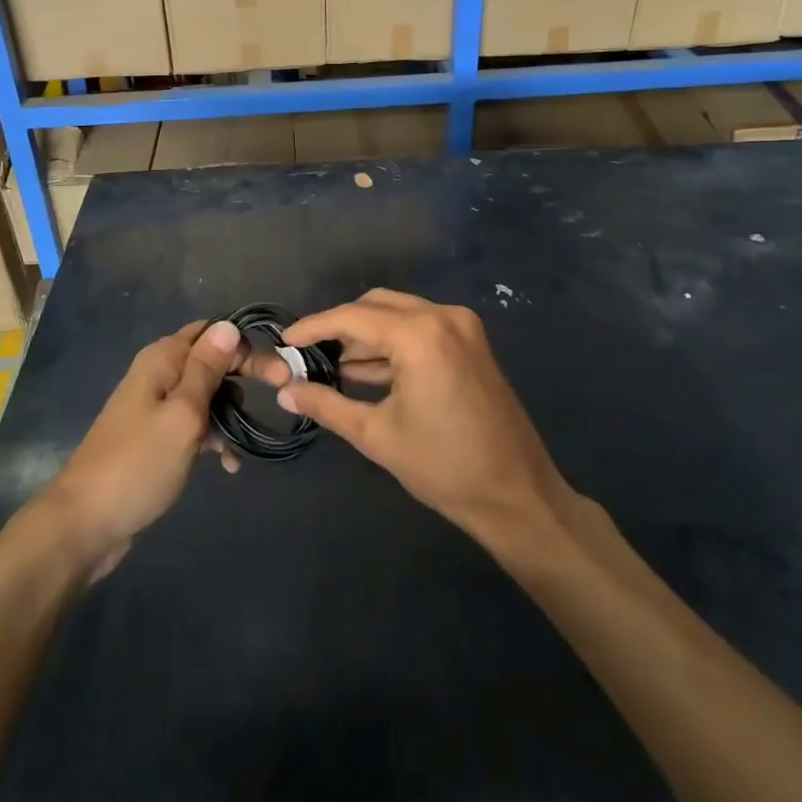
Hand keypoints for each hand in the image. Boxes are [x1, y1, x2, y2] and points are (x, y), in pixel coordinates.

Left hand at [35, 320, 256, 578]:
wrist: (86, 523)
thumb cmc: (139, 463)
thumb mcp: (182, 414)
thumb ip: (206, 369)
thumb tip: (228, 325)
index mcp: (162, 359)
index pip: (213, 333)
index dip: (246, 347)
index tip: (280, 372)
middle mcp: (158, 374)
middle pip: (211, 362)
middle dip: (244, 378)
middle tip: (280, 394)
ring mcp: (154, 407)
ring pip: (205, 396)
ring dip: (229, 413)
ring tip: (247, 442)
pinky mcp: (154, 437)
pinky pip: (192, 425)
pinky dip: (212, 438)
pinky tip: (228, 465)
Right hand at [269, 290, 574, 549]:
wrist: (517, 495)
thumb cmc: (443, 467)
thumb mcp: (376, 435)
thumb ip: (326, 404)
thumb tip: (284, 390)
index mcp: (419, 335)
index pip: (352, 317)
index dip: (313, 327)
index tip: (284, 342)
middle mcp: (442, 316)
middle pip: (375, 306)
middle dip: (339, 327)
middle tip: (308, 355)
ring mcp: (462, 326)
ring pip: (398, 314)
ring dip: (366, 335)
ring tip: (331, 366)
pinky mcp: (471, 342)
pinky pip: (420, 328)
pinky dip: (392, 343)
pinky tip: (367, 371)